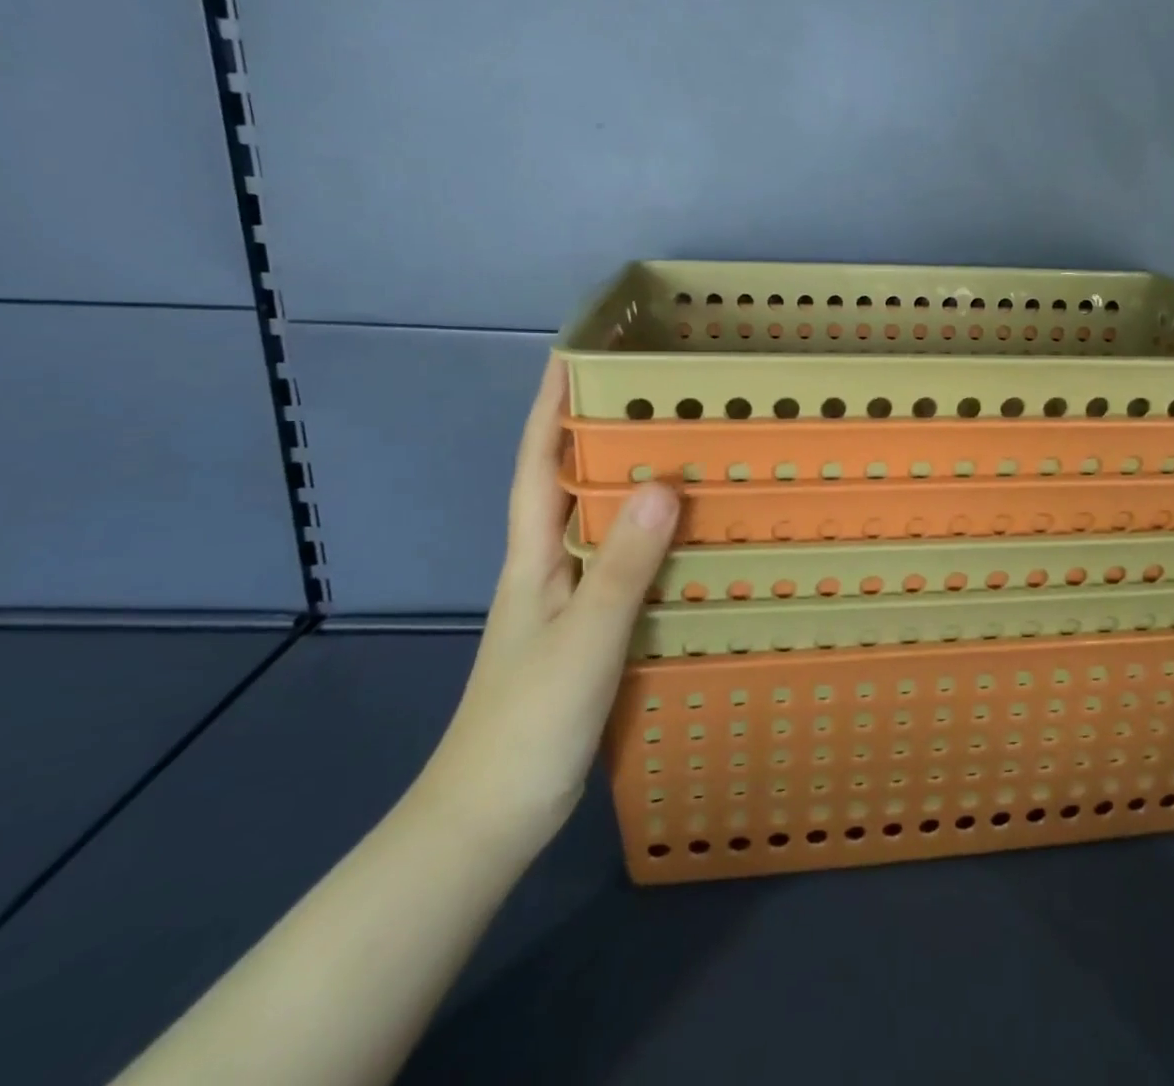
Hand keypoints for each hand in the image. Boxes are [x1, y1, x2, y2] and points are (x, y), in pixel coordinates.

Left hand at [415, 356, 679, 860]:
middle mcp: (546, 568)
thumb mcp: (584, 640)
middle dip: (598, 431)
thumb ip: (622, 566)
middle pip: (568, 483)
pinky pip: (621, 565)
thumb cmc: (526, 724)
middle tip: (653, 395)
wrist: (488, 820)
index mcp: (533, 557)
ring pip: (598, 524)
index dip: (550, 406)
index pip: (536, 463)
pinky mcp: (586, 633)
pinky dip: (647, 540)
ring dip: (627, 483)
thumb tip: (661, 485)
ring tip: (679, 452)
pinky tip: (684, 540)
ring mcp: (565, 603)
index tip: (574, 353)